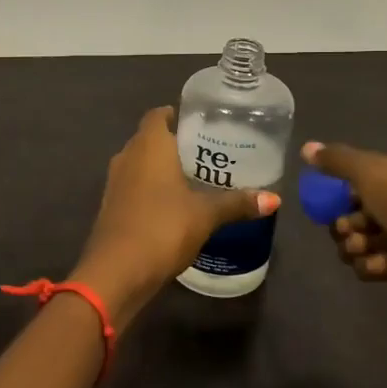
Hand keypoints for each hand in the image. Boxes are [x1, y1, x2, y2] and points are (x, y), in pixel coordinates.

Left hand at [70, 107, 277, 328]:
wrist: (117, 272)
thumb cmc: (162, 228)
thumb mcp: (206, 215)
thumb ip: (237, 203)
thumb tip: (274, 199)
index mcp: (148, 145)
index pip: (158, 115)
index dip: (178, 115)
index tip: (203, 124)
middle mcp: (127, 156)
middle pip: (151, 139)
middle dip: (176, 144)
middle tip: (210, 152)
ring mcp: (115, 183)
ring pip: (141, 164)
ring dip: (163, 169)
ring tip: (197, 179)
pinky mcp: (112, 207)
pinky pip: (135, 187)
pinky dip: (153, 190)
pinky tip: (176, 206)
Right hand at [301, 139, 386, 307]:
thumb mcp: (368, 170)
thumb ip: (336, 160)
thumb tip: (305, 147)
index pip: (378, 166)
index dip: (353, 181)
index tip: (335, 193)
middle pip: (368, 203)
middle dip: (349, 219)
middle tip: (342, 226)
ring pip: (372, 233)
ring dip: (356, 242)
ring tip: (356, 247)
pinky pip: (383, 258)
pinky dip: (372, 262)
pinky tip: (374, 264)